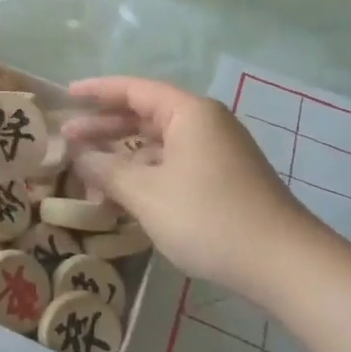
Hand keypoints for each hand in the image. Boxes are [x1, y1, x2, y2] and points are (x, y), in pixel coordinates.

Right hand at [64, 76, 337, 297]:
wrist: (284, 262)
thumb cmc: (209, 217)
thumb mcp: (147, 194)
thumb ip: (108, 171)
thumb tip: (79, 156)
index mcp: (189, 112)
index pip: (134, 89)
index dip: (97, 91)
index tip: (67, 95)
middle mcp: (205, 123)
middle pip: (146, 114)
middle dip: (105, 126)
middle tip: (67, 139)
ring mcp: (218, 151)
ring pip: (160, 142)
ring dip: (124, 153)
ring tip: (88, 169)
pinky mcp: (224, 178)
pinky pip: (174, 163)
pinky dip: (146, 171)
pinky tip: (125, 192)